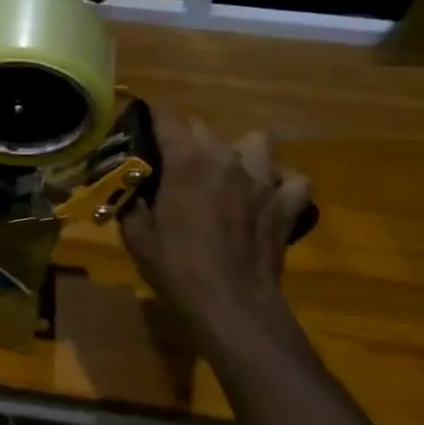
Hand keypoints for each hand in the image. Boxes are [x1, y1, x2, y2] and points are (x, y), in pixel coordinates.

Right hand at [119, 113, 310, 329]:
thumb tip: (130, 188)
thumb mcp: (136, 234)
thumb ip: (132, 201)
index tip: (136, 135)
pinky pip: (293, 181)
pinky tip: (266, 195)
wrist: (231, 305)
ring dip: (240, 152)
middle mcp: (227, 158)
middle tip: (170, 165)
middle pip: (204, 128)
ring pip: (257, 142)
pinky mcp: (287, 205)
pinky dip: (281, 183)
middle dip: (185, 140)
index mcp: (187, 160)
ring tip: (226, 173)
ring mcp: (263, 180)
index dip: (148, 123)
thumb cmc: (175, 267)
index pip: (164, 119)